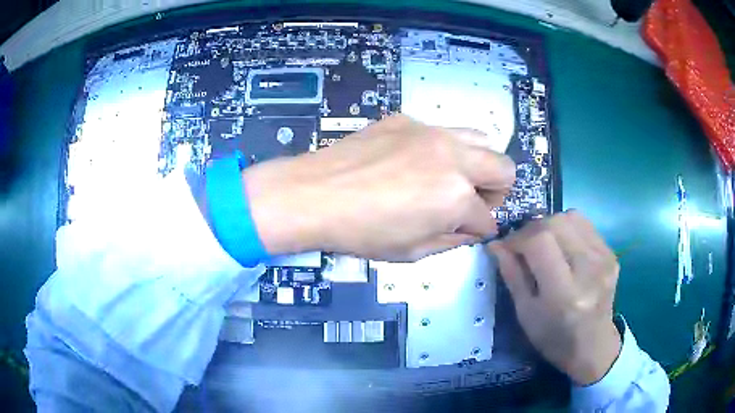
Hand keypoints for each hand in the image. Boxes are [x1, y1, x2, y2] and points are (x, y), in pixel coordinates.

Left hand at [242, 114, 515, 260]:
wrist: (314, 194)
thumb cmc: (361, 233)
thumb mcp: (411, 252)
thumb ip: (451, 240)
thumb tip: (469, 230)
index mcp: (456, 197)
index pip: (489, 219)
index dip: (480, 231)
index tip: (467, 233)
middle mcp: (454, 157)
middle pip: (504, 168)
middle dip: (495, 192)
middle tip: (469, 203)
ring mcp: (431, 132)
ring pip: (480, 139)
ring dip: (476, 164)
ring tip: (449, 178)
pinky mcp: (407, 119)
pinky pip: (440, 131)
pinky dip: (441, 149)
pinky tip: (413, 162)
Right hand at [487, 211, 621, 385]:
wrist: (593, 346)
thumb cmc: (553, 338)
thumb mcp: (525, 313)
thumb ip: (512, 275)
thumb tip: (496, 244)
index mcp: (565, 293)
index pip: (540, 242)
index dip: (518, 238)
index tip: (507, 247)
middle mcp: (589, 269)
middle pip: (556, 223)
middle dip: (532, 229)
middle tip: (523, 246)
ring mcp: (604, 258)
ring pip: (570, 217)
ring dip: (550, 225)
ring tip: (544, 245)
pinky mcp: (611, 253)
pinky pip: (584, 224)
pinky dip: (567, 229)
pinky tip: (563, 248)